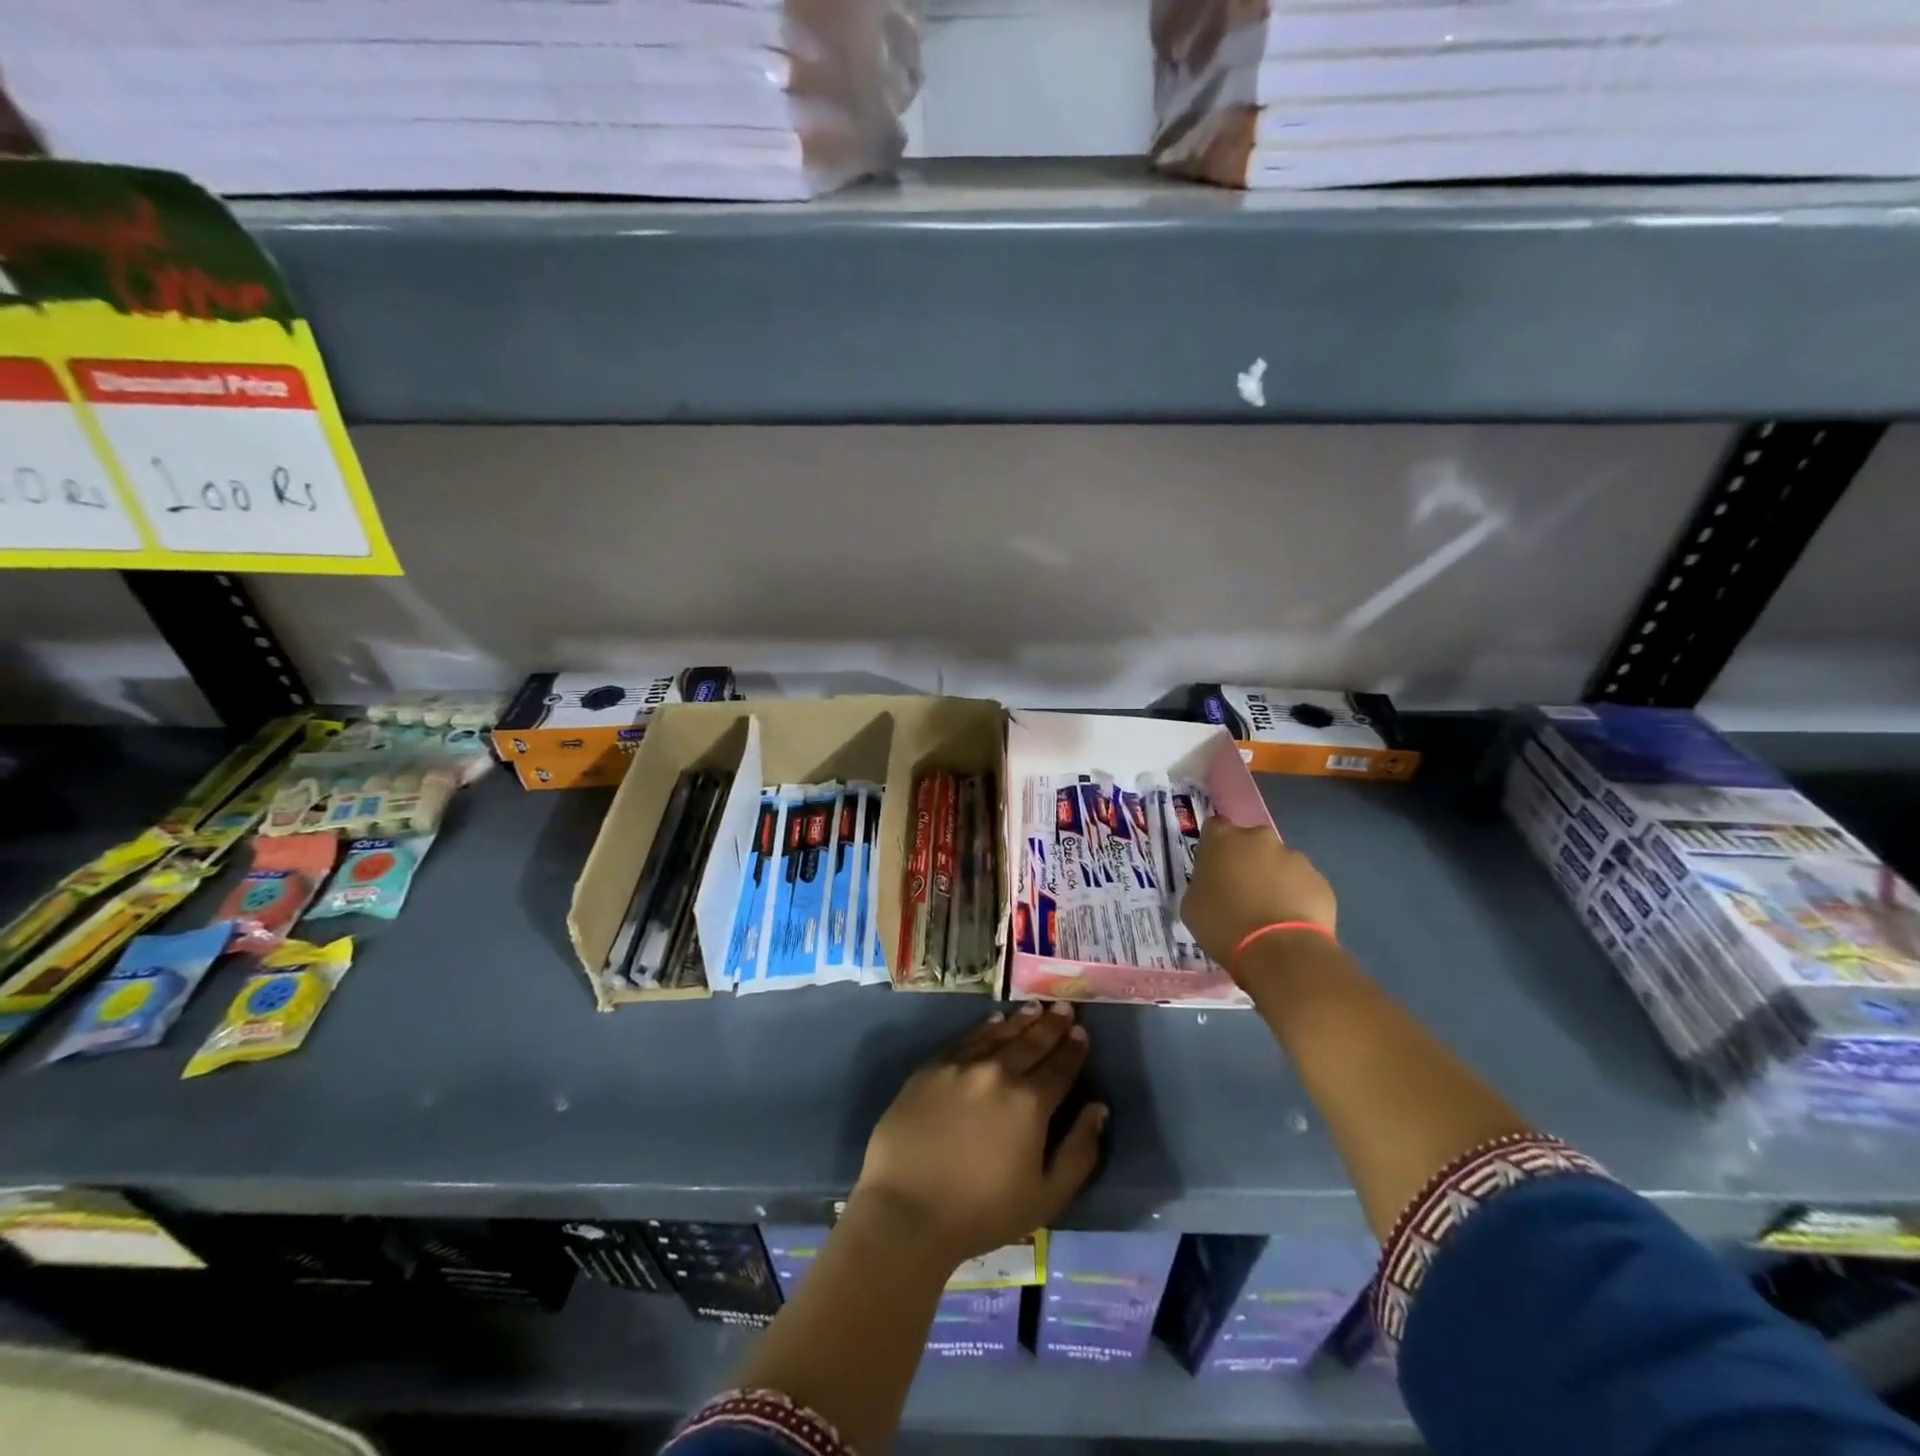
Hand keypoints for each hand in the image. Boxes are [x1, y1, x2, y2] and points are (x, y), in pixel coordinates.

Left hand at [852, 1002, 1106, 1267]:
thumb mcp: (1047, 1197)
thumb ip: (1079, 1151)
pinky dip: (985, 1028)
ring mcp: (962, 1066)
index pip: (1060, 1068)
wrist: (907, 1209)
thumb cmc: (982, 1212)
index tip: (1082, 1031)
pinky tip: (995, 1021)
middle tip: (1064, 1007)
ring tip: (1036, 1007)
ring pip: (1000, 1034)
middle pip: (1032, 1043)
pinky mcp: (932, 1068)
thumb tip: (1097, 1109)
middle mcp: (998, 1072)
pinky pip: (966, 1039)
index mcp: (1030, 1103)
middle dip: (1052, 1025)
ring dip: (1021, 1020)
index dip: (1074, 1049)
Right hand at [1181, 818, 1336, 969]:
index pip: (1215, 827)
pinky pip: (1302, 884)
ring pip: (1279, 863)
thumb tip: (1214, 883)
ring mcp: (1294, 857)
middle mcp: (1259, 839)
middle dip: (1246, 860)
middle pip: (1250, 842)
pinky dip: (1295, 896)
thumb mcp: (1192, 905)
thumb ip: (1202, 883)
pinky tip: (1289, 922)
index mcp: (1222, 839)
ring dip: (1273, 878)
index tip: (1213, 867)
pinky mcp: (1320, 880)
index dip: (1214, 846)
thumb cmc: (1224, 926)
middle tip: (1241, 890)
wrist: (1281, 952)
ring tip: (1269, 912)